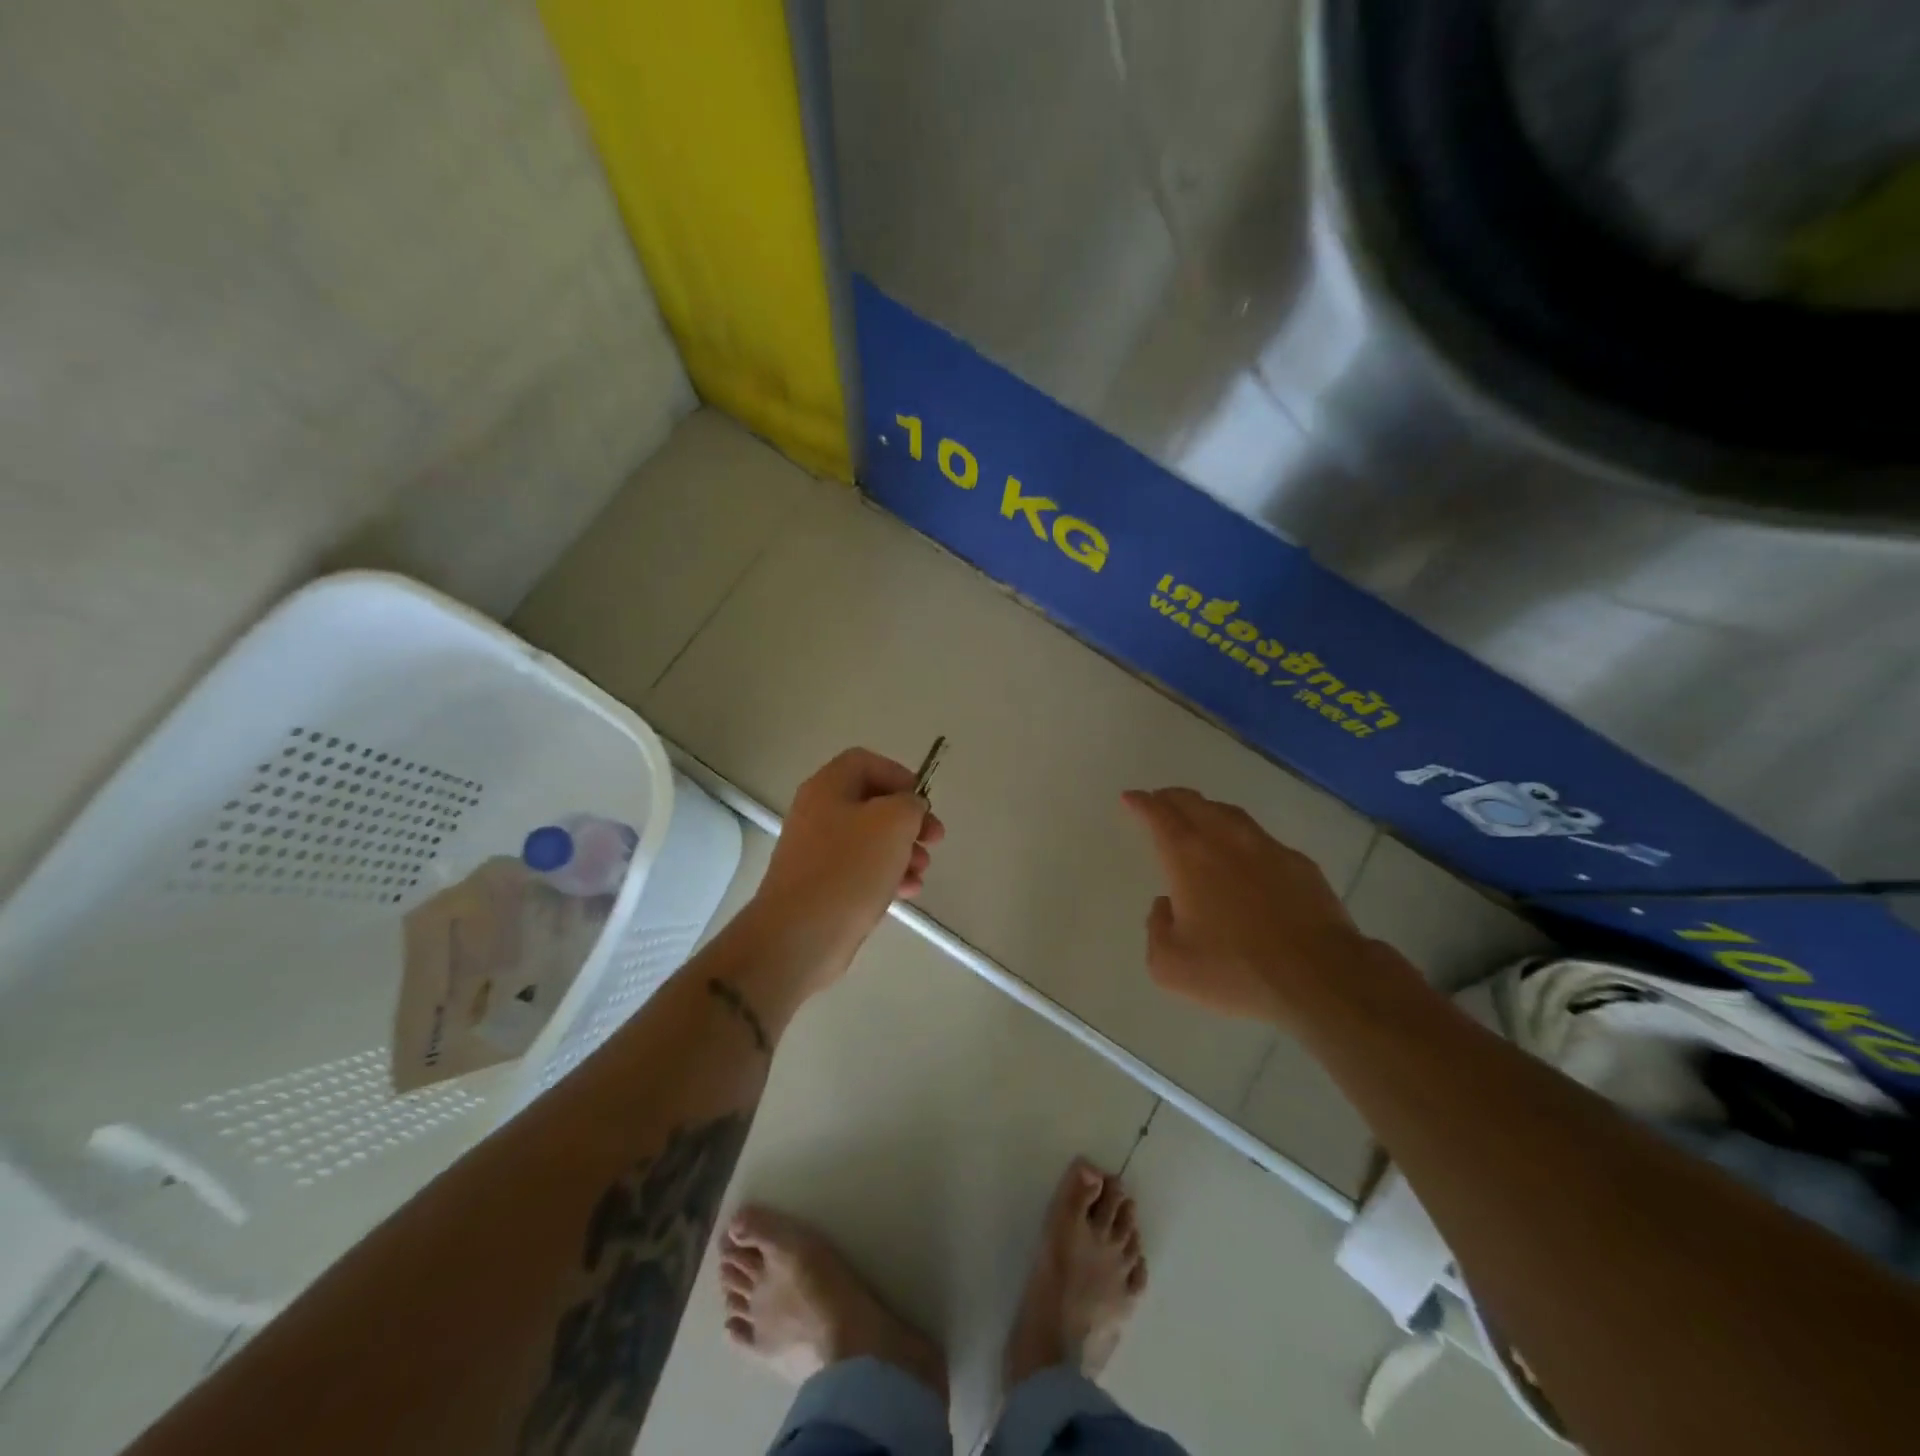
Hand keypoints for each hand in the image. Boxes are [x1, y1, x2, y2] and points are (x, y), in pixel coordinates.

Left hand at [748, 748, 944, 992]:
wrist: (800, 935)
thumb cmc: (849, 868)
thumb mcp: (893, 823)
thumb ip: (910, 804)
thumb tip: (908, 807)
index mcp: (827, 788)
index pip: (865, 762)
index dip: (898, 775)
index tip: (923, 801)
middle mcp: (818, 814)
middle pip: (871, 803)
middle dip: (908, 819)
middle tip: (934, 839)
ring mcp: (817, 852)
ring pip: (870, 839)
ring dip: (903, 850)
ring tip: (922, 870)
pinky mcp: (822, 885)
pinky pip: (860, 870)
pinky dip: (887, 875)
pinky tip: (908, 891)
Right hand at [1121, 787, 1394, 1027]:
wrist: (1319, 978)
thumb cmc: (1235, 971)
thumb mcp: (1170, 965)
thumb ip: (1156, 929)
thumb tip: (1165, 906)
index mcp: (1188, 858)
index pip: (1158, 816)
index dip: (1141, 803)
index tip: (1131, 797)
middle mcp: (1225, 841)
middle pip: (1194, 804)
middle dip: (1171, 798)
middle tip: (1159, 799)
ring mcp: (1267, 849)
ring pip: (1230, 815)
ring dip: (1207, 810)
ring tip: (1199, 815)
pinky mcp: (1300, 865)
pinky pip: (1262, 839)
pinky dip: (1243, 837)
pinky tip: (1245, 854)